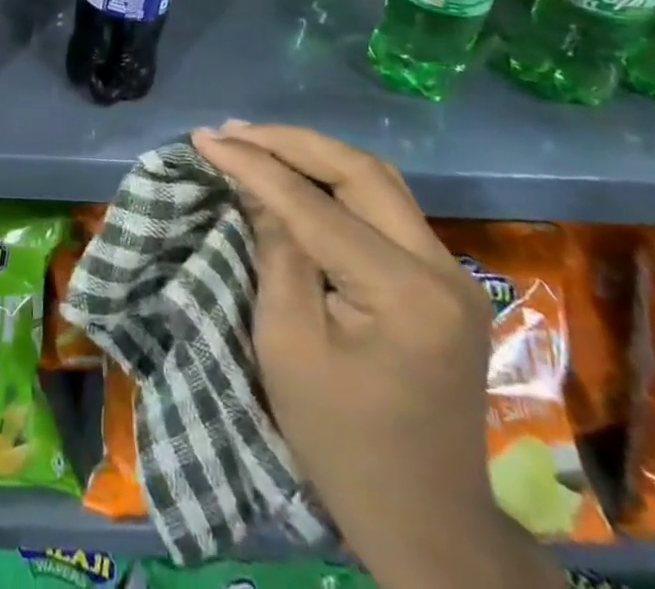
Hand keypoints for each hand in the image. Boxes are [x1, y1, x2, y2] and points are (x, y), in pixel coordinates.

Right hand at [191, 123, 565, 588]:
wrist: (427, 523)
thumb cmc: (341, 441)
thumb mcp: (287, 343)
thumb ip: (275, 250)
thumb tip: (252, 183)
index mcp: (403, 293)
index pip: (314, 204)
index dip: (253, 164)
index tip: (202, 138)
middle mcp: (442, 269)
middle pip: (360, 171)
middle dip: (289, 142)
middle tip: (230, 131)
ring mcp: (452, 273)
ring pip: (378, 180)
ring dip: (314, 155)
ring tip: (255, 141)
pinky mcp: (445, 282)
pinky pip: (386, 207)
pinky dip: (336, 182)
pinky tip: (297, 175)